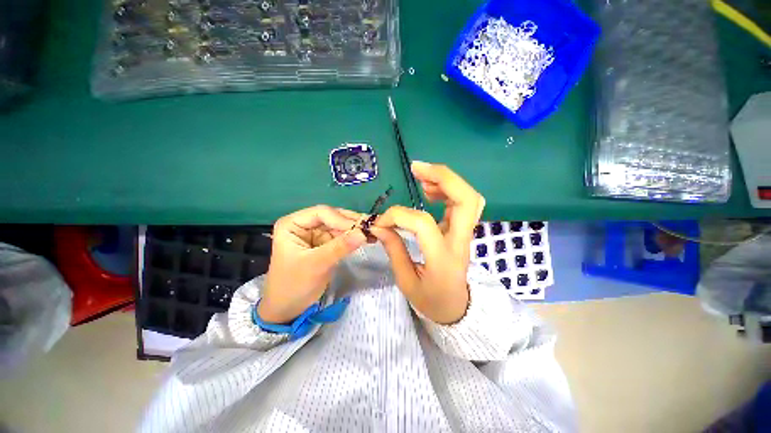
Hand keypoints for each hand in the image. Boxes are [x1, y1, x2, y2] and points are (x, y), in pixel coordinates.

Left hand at [258, 206, 366, 323]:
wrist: (288, 308)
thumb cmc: (294, 285)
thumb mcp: (316, 265)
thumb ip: (339, 247)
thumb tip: (363, 233)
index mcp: (292, 224)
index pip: (321, 213)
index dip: (342, 219)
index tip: (361, 228)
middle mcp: (305, 224)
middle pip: (333, 217)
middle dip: (352, 223)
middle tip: (372, 227)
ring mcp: (316, 233)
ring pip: (340, 226)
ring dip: (356, 229)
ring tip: (373, 233)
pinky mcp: (325, 243)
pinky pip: (342, 236)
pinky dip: (354, 238)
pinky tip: (367, 239)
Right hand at [371, 162, 484, 323]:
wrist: (456, 307)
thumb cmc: (431, 299)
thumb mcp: (406, 281)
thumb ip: (394, 249)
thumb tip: (379, 226)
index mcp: (443, 258)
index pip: (423, 224)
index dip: (398, 216)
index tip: (381, 222)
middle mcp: (460, 241)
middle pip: (466, 199)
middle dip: (442, 177)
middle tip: (416, 168)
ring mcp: (465, 233)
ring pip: (468, 196)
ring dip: (445, 179)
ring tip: (420, 175)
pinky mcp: (462, 229)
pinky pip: (463, 201)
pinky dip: (447, 189)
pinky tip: (429, 189)